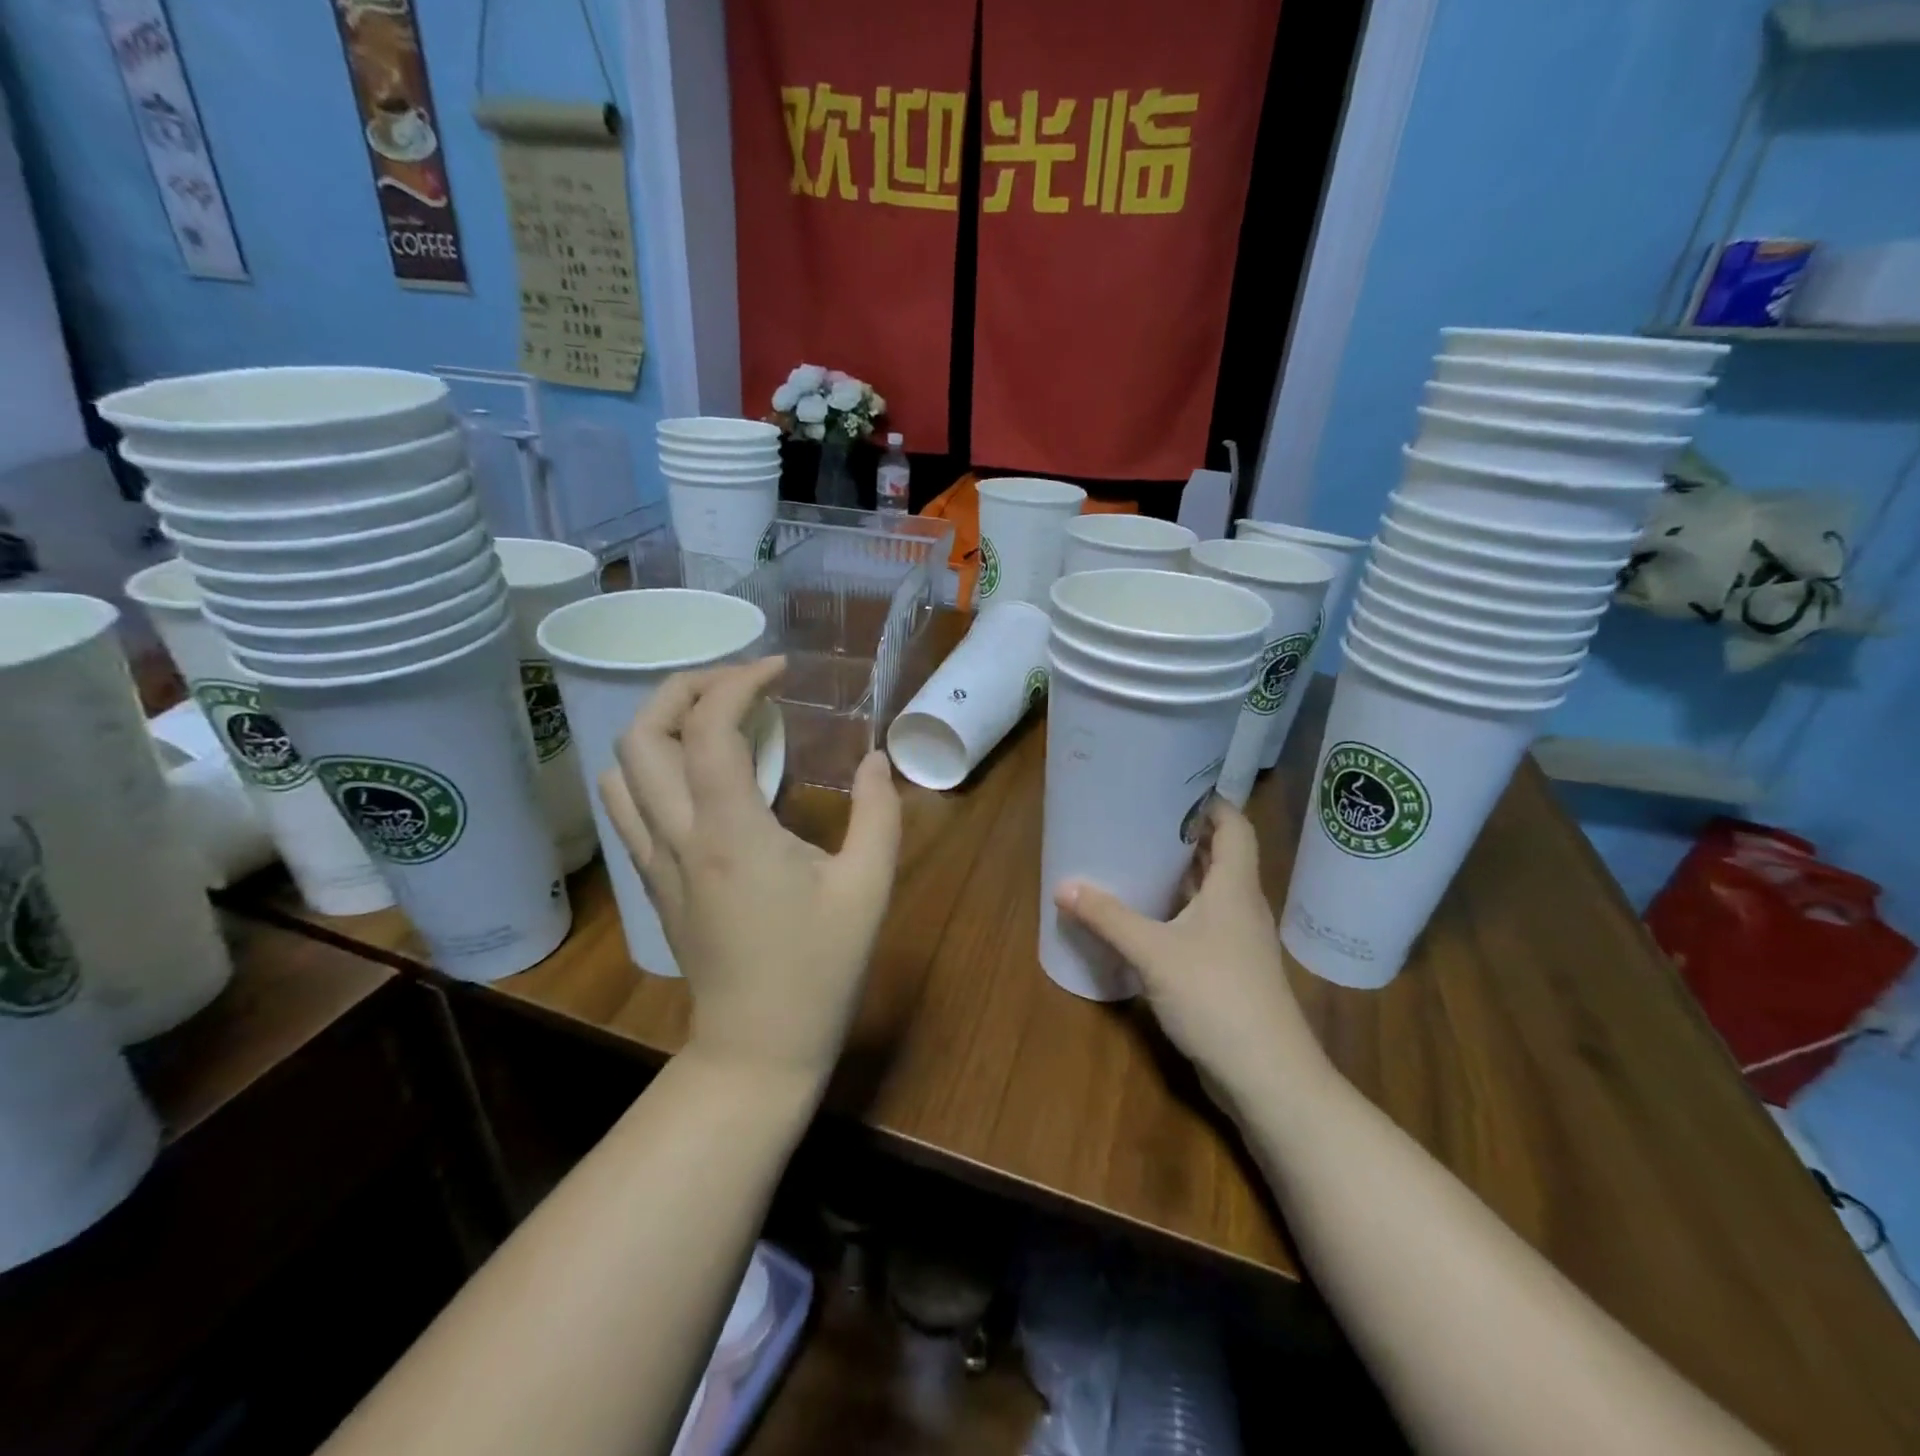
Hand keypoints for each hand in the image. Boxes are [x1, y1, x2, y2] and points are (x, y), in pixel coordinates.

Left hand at [599, 658, 901, 1088]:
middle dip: (684, 686)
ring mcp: (656, 860)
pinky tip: (696, 774)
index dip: (739, 681)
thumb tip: (875, 758)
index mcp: (732, 831)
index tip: (778, 667)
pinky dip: (650, 767)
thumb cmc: (819, 969)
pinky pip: (627, 806)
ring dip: (660, 725)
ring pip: (620, 768)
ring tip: (713, 718)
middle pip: (641, 734)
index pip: (708, 727)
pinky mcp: (653, 881)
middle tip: (738, 681)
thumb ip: (879, 813)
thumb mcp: (868, 888)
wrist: (757, 1048)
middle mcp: (679, 835)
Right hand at [1055, 799, 1329, 1111]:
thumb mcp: (1154, 953)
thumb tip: (1063, 886)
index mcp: (1234, 887)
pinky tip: (1144, 919)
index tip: (1171, 787)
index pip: (1234, 826)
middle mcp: (1241, 906)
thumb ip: (1108, 917)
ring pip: (1209, 893)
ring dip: (1177, 876)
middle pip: (1218, 856)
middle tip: (1137, 820)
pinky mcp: (1229, 970)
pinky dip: (1176, 912)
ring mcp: (1238, 941)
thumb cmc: (1216, 997)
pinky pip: (1201, 925)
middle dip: (1182, 836)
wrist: (1268, 1076)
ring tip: (1134, 860)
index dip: (1209, 803)